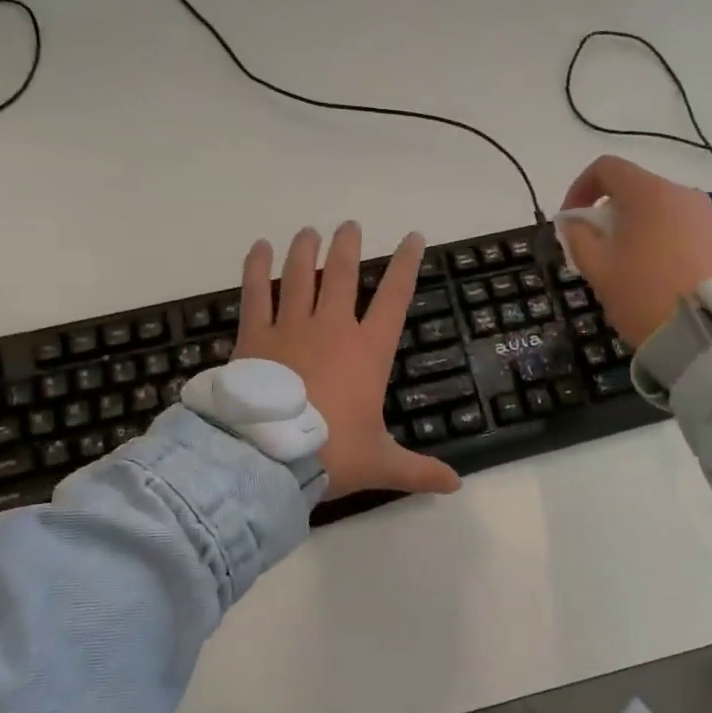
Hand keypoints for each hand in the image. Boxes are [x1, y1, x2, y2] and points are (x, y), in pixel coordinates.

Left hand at [236, 223, 460, 500]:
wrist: (269, 457)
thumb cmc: (332, 454)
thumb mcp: (381, 464)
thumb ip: (419, 471)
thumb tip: (456, 486)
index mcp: (368, 351)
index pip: (395, 297)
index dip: (407, 265)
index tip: (414, 238)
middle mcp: (332, 328)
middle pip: (342, 274)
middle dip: (348, 246)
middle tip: (350, 226)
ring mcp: (291, 327)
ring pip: (300, 275)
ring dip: (306, 250)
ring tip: (309, 231)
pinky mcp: (255, 336)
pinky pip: (255, 293)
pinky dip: (256, 268)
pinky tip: (259, 248)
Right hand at [559, 156, 711, 345]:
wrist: (708, 331)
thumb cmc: (643, 293)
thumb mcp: (597, 268)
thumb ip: (578, 237)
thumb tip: (573, 221)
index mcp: (648, 192)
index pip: (606, 168)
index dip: (579, 188)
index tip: (569, 221)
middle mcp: (680, 193)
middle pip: (633, 189)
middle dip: (607, 213)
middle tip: (594, 250)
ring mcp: (704, 215)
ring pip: (656, 210)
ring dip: (632, 228)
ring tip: (623, 266)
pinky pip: (677, 227)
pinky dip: (656, 240)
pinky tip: (651, 274)